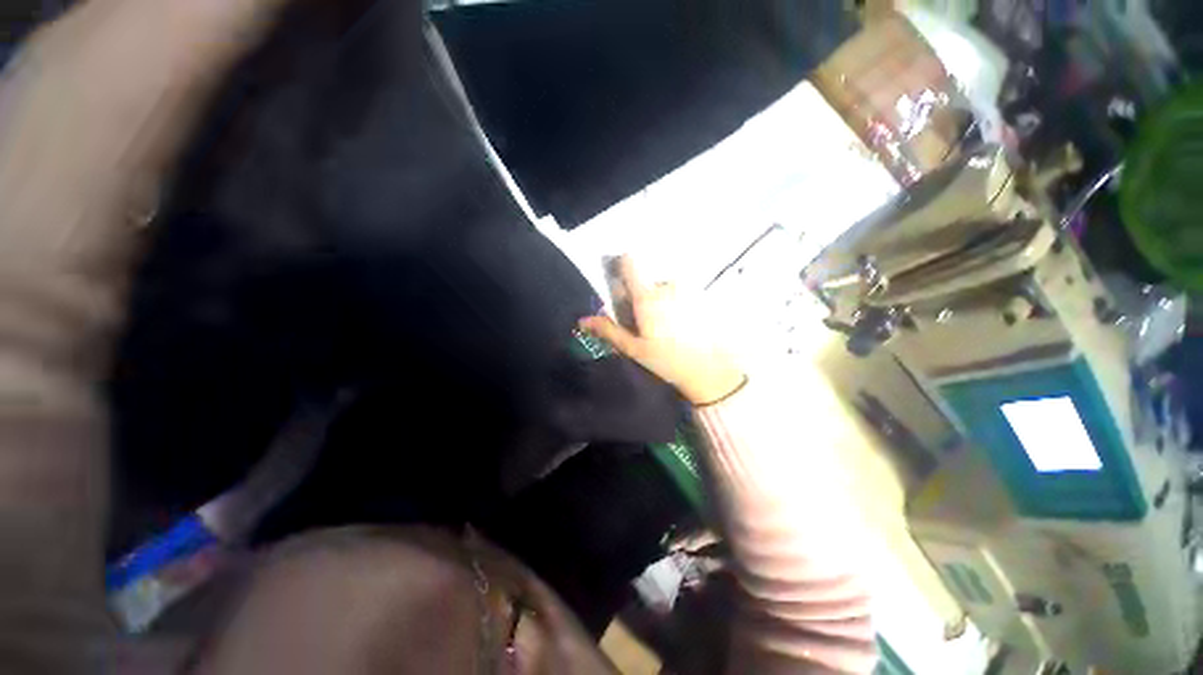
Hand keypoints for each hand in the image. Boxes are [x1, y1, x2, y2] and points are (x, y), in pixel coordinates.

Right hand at [579, 257, 744, 404]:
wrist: (710, 369)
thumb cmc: (667, 360)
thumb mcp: (634, 349)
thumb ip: (609, 331)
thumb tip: (583, 320)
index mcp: (646, 297)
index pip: (629, 263)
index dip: (621, 266)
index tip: (620, 281)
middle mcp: (666, 286)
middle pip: (646, 282)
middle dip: (643, 297)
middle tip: (647, 323)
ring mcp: (686, 289)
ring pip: (664, 288)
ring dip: (661, 301)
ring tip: (667, 328)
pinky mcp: (701, 296)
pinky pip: (682, 294)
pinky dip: (678, 305)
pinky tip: (683, 327)